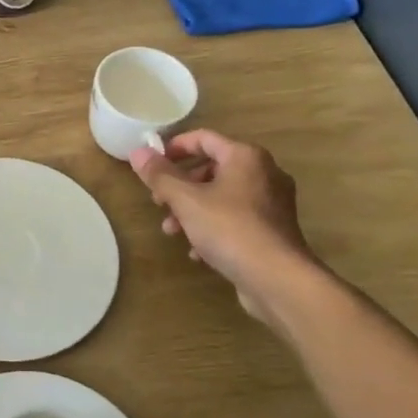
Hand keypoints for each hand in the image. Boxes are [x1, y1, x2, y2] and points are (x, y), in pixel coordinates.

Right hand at [130, 130, 323, 328]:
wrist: (278, 280)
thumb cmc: (230, 229)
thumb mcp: (186, 200)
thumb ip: (160, 175)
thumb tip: (138, 152)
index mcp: (245, 157)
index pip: (203, 138)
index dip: (173, 147)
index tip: (151, 164)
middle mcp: (264, 173)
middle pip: (211, 168)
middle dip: (179, 185)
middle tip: (158, 201)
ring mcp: (271, 203)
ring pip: (221, 196)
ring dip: (191, 210)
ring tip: (172, 231)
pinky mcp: (272, 230)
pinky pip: (235, 219)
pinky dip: (212, 228)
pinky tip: (197, 252)